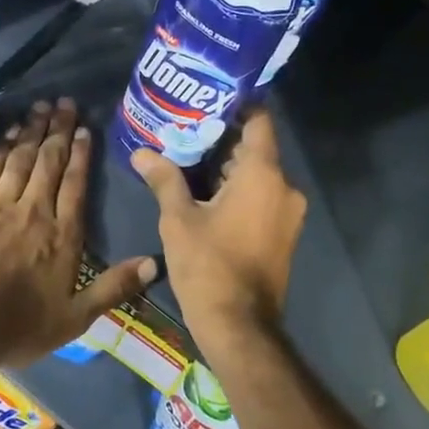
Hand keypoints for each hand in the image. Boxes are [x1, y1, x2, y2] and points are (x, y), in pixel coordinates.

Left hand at [0, 98, 156, 368]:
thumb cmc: (15, 326)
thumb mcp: (73, 319)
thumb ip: (113, 288)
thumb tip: (153, 263)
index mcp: (63, 235)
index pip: (76, 185)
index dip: (82, 155)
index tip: (86, 130)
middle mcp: (35, 210)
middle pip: (50, 162)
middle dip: (59, 131)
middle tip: (66, 104)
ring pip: (20, 158)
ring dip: (32, 130)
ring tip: (41, 107)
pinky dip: (0, 146)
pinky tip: (6, 132)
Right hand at [130, 111, 305, 347]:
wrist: (240, 327)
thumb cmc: (208, 266)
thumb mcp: (178, 219)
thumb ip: (164, 179)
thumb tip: (141, 152)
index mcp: (263, 174)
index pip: (259, 121)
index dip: (236, 107)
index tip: (207, 101)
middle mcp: (284, 187)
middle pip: (256, 148)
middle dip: (222, 139)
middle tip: (184, 130)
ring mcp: (288, 213)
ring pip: (258, 174)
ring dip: (228, 167)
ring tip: (188, 159)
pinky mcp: (284, 233)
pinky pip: (263, 197)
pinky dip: (239, 190)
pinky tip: (206, 193)